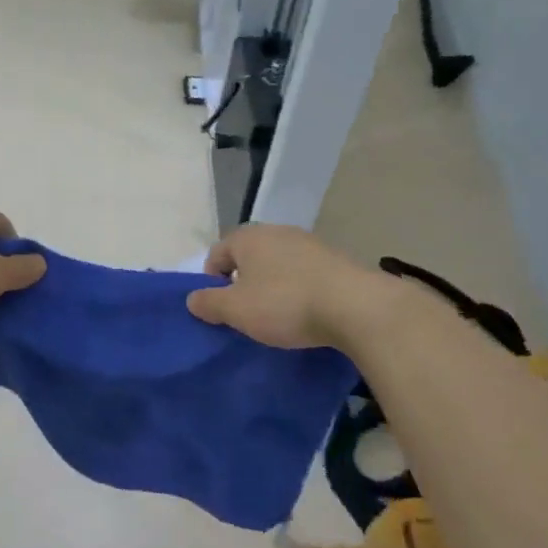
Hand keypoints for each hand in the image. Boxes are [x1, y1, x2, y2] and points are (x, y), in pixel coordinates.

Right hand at [185, 223, 379, 349]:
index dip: (212, 282)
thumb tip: (192, 298)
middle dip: (244, 283)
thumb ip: (208, 303)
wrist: (355, 306)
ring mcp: (309, 243)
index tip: (221, 309)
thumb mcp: (236, 310)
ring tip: (278, 316)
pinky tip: (306, 312)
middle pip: (248, 257)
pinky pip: (304, 273)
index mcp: (248, 238)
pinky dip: (299, 289)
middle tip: (247, 314)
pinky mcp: (335, 259)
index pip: (217, 254)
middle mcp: (277, 231)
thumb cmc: (285, 304)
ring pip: (278, 264)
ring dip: (273, 286)